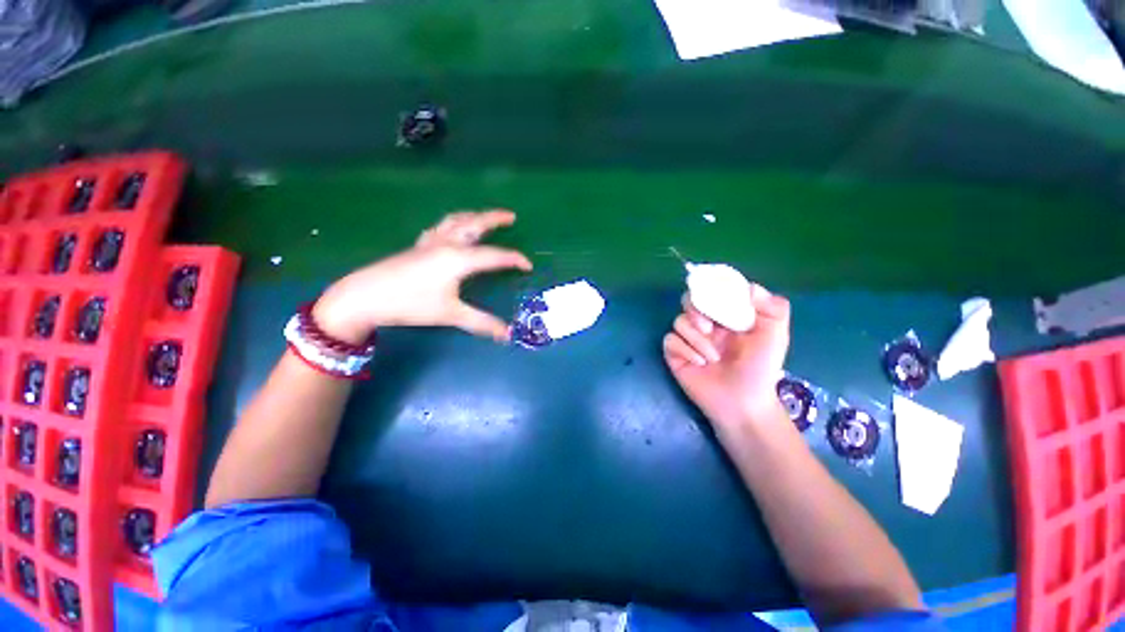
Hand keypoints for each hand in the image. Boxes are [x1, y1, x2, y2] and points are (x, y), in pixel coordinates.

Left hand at [313, 210, 531, 343]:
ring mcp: (431, 242)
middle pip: (475, 224)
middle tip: (511, 216)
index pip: (495, 255)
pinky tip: (453, 229)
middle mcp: (447, 243)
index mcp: (459, 258)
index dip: (514, 259)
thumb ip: (481, 323)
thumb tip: (507, 334)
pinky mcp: (418, 245)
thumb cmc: (411, 304)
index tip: (528, 266)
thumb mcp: (450, 314)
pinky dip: (455, 223)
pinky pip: (442, 226)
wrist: (365, 296)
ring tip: (485, 217)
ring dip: (474, 216)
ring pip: (457, 220)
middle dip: (495, 218)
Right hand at [663, 285, 790, 428]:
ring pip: (678, 321)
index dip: (711, 290)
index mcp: (727, 315)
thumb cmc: (760, 370)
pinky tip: (698, 363)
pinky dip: (684, 350)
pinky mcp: (676, 354)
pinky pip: (670, 340)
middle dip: (696, 311)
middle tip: (708, 328)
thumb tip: (751, 287)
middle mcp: (706, 324)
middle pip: (688, 301)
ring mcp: (689, 339)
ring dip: (695, 339)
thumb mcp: (775, 337)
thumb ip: (773, 308)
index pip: (712, 291)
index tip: (716, 299)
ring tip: (712, 358)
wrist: (742, 404)